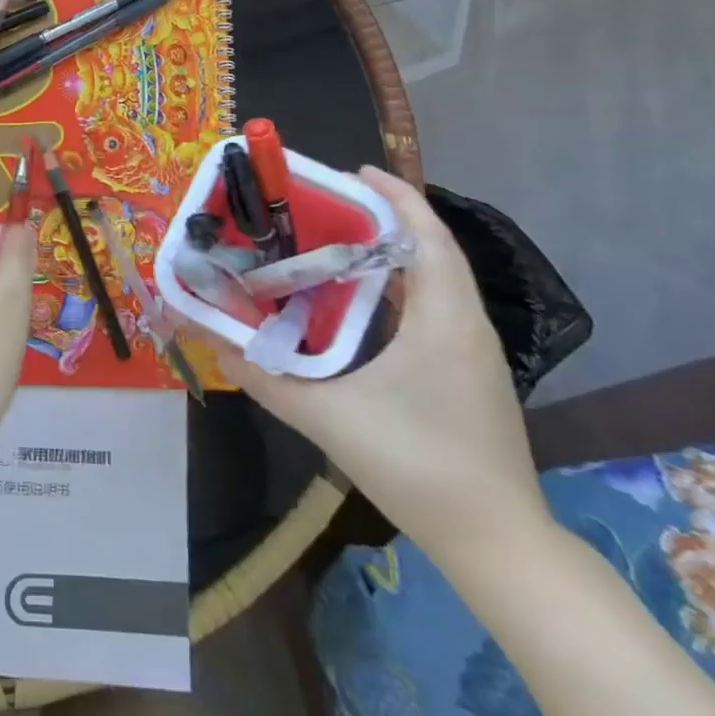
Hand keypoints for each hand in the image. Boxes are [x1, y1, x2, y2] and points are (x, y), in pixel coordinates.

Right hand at [207, 167, 550, 562]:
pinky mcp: (468, 373)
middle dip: (384, 217)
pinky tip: (360, 304)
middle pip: (431, 249)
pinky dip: (400, 288)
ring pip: (435, 280)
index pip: (427, 235)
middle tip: (327, 205)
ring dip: (392, 253)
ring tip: (336, 243)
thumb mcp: (330, 420)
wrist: (497, 544)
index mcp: (444, 319)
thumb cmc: (419, 467)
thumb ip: (268, 380)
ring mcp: (472, 351)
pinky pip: (434, 308)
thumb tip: (217, 345)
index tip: (352, 171)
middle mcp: (465, 324)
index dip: (395, 196)